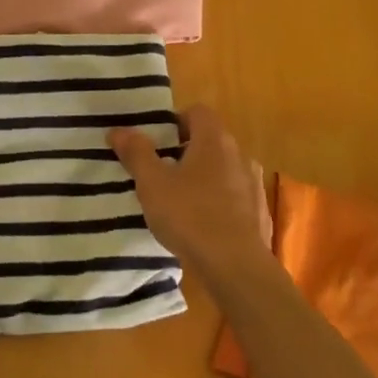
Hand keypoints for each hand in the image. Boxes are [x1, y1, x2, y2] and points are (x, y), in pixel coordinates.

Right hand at [109, 105, 267, 275]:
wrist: (235, 265)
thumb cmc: (189, 215)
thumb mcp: (152, 183)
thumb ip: (136, 153)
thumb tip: (118, 130)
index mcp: (215, 140)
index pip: (197, 112)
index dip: (175, 121)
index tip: (156, 143)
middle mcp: (240, 155)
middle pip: (210, 140)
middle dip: (185, 151)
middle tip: (160, 172)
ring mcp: (253, 184)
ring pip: (223, 169)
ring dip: (202, 177)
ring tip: (179, 201)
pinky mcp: (259, 212)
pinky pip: (234, 196)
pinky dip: (217, 201)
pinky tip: (201, 224)